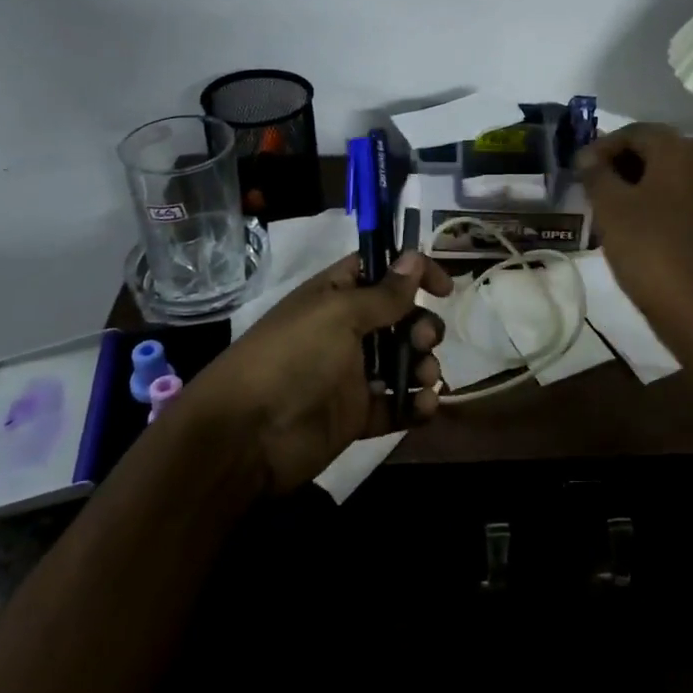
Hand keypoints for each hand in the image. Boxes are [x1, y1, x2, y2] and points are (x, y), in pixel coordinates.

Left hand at [193, 250, 452, 493]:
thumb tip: (414, 257)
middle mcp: (346, 331)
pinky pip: (396, 405)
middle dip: (421, 325)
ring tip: (425, 378)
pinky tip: (424, 406)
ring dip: (423, 365)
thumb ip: (383, 293)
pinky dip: (415, 405)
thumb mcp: (339, 314)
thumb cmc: (293, 357)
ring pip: (403, 361)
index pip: (380, 271)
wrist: (247, 436)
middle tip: (424, 339)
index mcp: (336, 296)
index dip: (414, 273)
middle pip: (400, 318)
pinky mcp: (357, 415)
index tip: (445, 288)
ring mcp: (352, 374)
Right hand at [578, 123, 692, 355]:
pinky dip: (653, 205)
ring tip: (606, 208)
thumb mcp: (611, 208)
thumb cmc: (650, 249)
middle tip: (590, 186)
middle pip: (654, 151)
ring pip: (666, 177)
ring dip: (635, 185)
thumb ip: (596, 174)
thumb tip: (588, 155)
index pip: (635, 131)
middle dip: (619, 164)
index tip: (578, 169)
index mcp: (678, 151)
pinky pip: (678, 200)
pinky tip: (633, 228)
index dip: (602, 146)